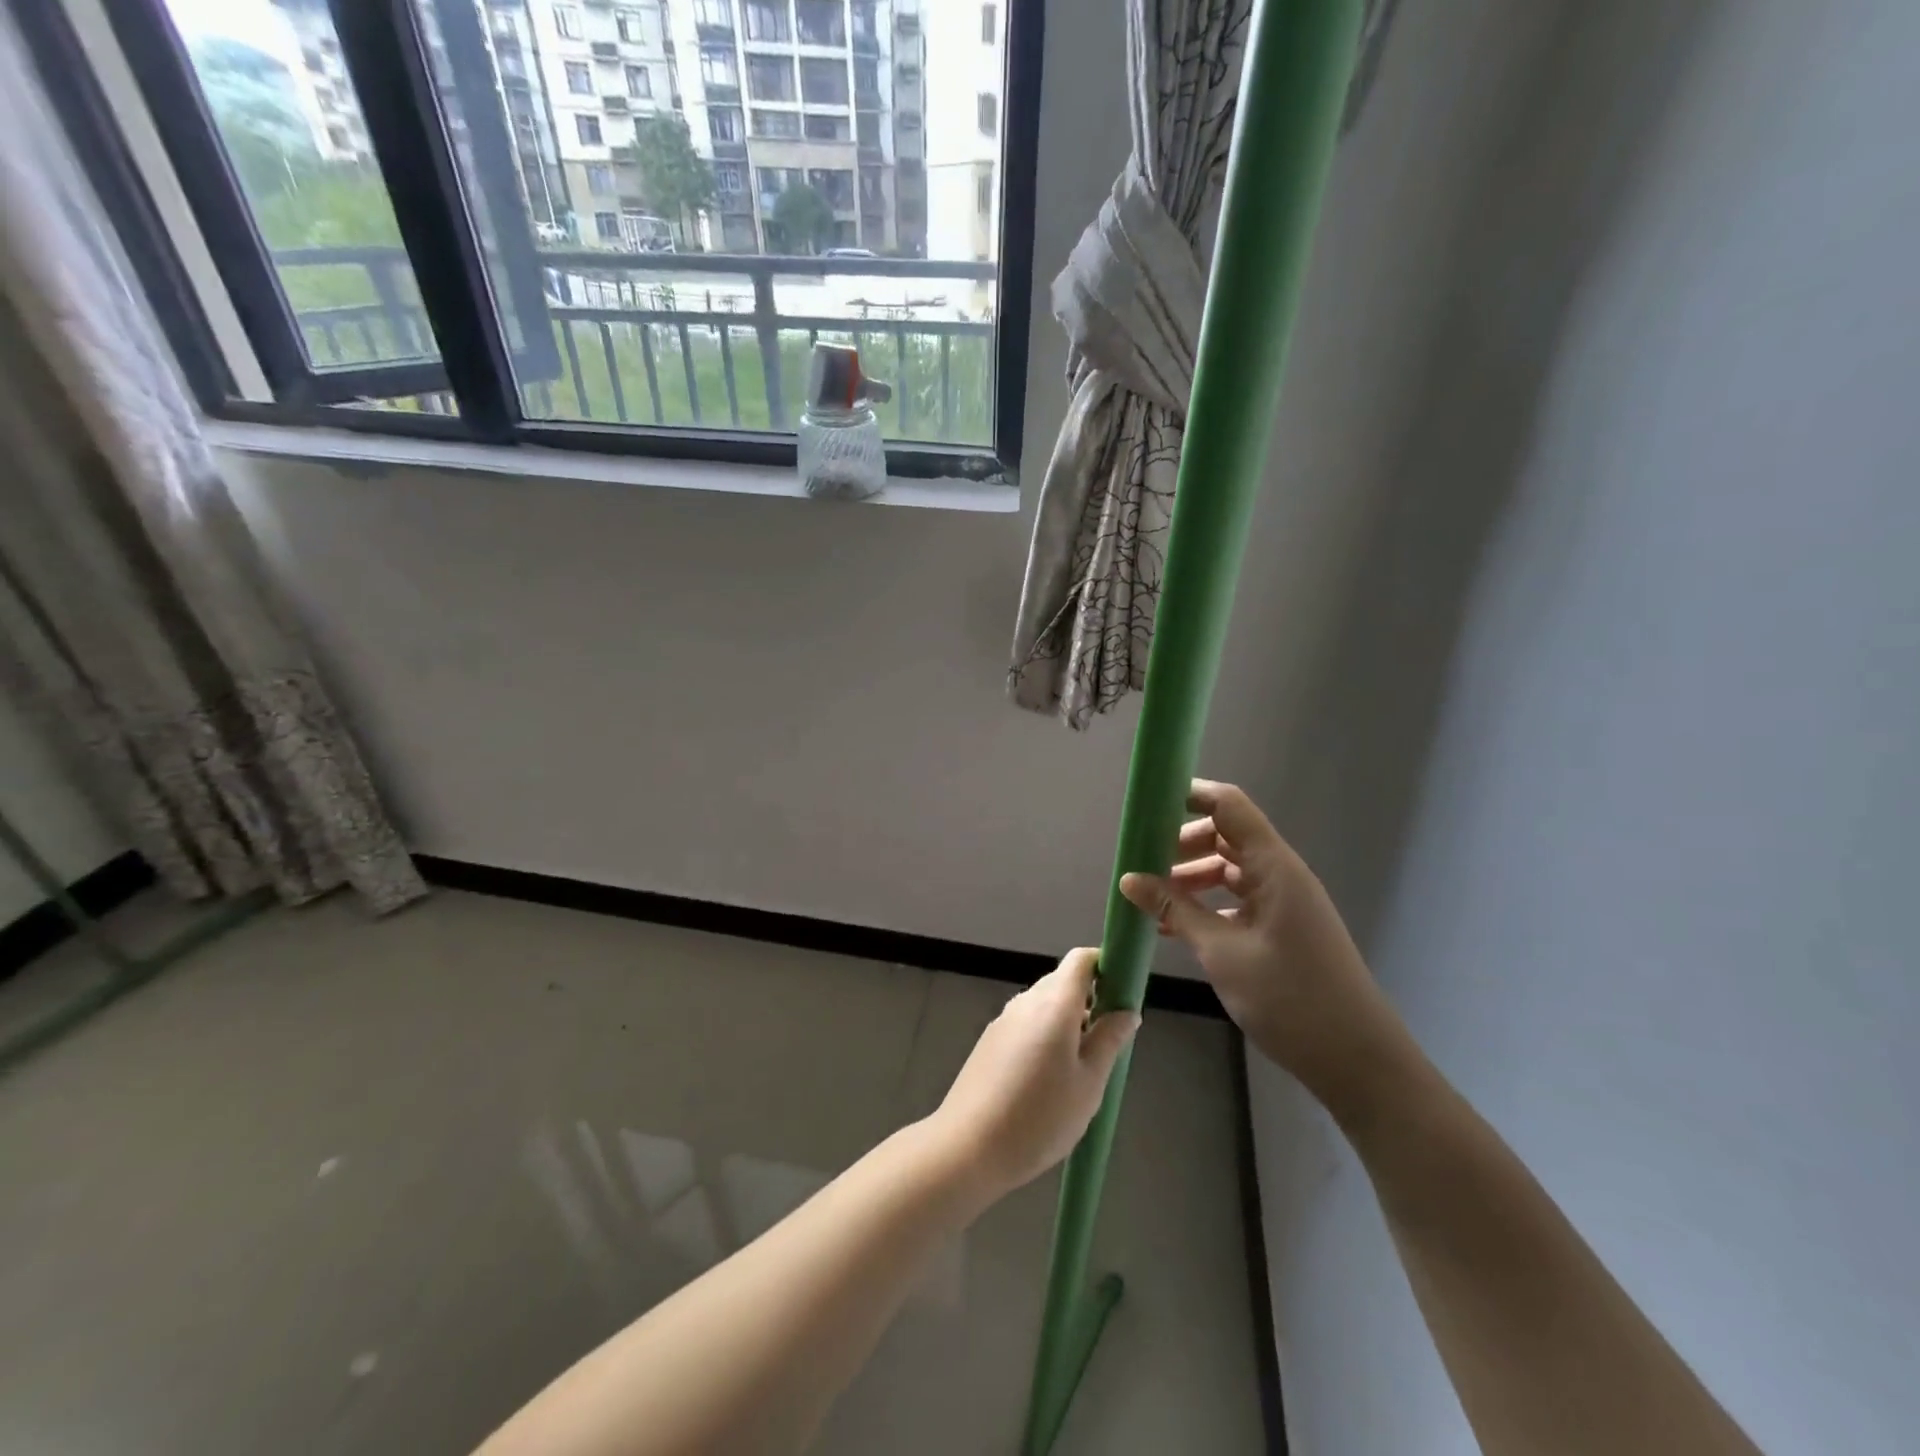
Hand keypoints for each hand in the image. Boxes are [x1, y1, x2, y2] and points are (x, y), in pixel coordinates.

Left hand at [930, 949, 1138, 1200]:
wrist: (968, 1147)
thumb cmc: (1039, 1117)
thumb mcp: (1089, 1084)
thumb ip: (1109, 1041)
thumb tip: (1127, 1011)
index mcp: (1054, 1003)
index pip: (1081, 960)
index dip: (1105, 965)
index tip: (1123, 992)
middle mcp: (1027, 1000)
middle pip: (1063, 981)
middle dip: (1090, 999)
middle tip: (1109, 1040)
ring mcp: (1004, 1019)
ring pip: (1044, 1004)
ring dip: (1068, 1020)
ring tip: (1083, 1067)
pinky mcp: (990, 1039)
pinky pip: (1027, 1022)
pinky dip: (1046, 1034)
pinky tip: (1050, 1078)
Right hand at [1119, 779, 1403, 1102]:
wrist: (1358, 1061)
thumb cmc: (1290, 998)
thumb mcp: (1222, 952)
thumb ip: (1175, 909)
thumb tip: (1129, 879)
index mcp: (1274, 867)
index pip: (1229, 806)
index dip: (1190, 795)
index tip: (1148, 804)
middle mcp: (1280, 875)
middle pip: (1226, 836)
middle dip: (1182, 843)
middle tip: (1142, 863)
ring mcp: (1283, 902)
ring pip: (1229, 870)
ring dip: (1191, 878)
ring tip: (1152, 900)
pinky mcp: (1282, 928)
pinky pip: (1238, 900)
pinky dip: (1206, 905)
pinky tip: (1175, 927)